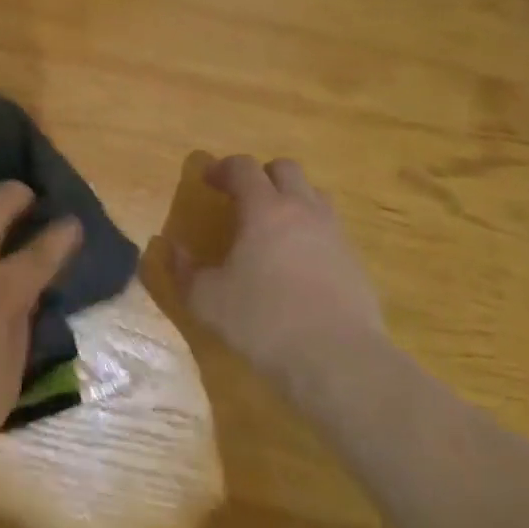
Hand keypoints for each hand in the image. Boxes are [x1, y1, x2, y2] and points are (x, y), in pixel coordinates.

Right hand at [169, 155, 387, 384]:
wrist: (339, 360)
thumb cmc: (264, 322)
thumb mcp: (208, 301)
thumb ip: (184, 271)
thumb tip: (173, 249)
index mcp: (264, 209)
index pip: (243, 167)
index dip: (223, 168)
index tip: (208, 181)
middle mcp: (302, 210)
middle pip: (285, 169)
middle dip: (262, 176)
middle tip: (243, 198)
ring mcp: (334, 233)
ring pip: (314, 195)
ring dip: (292, 199)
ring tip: (275, 226)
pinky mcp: (355, 261)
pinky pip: (331, 229)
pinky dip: (312, 231)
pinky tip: (300, 262)